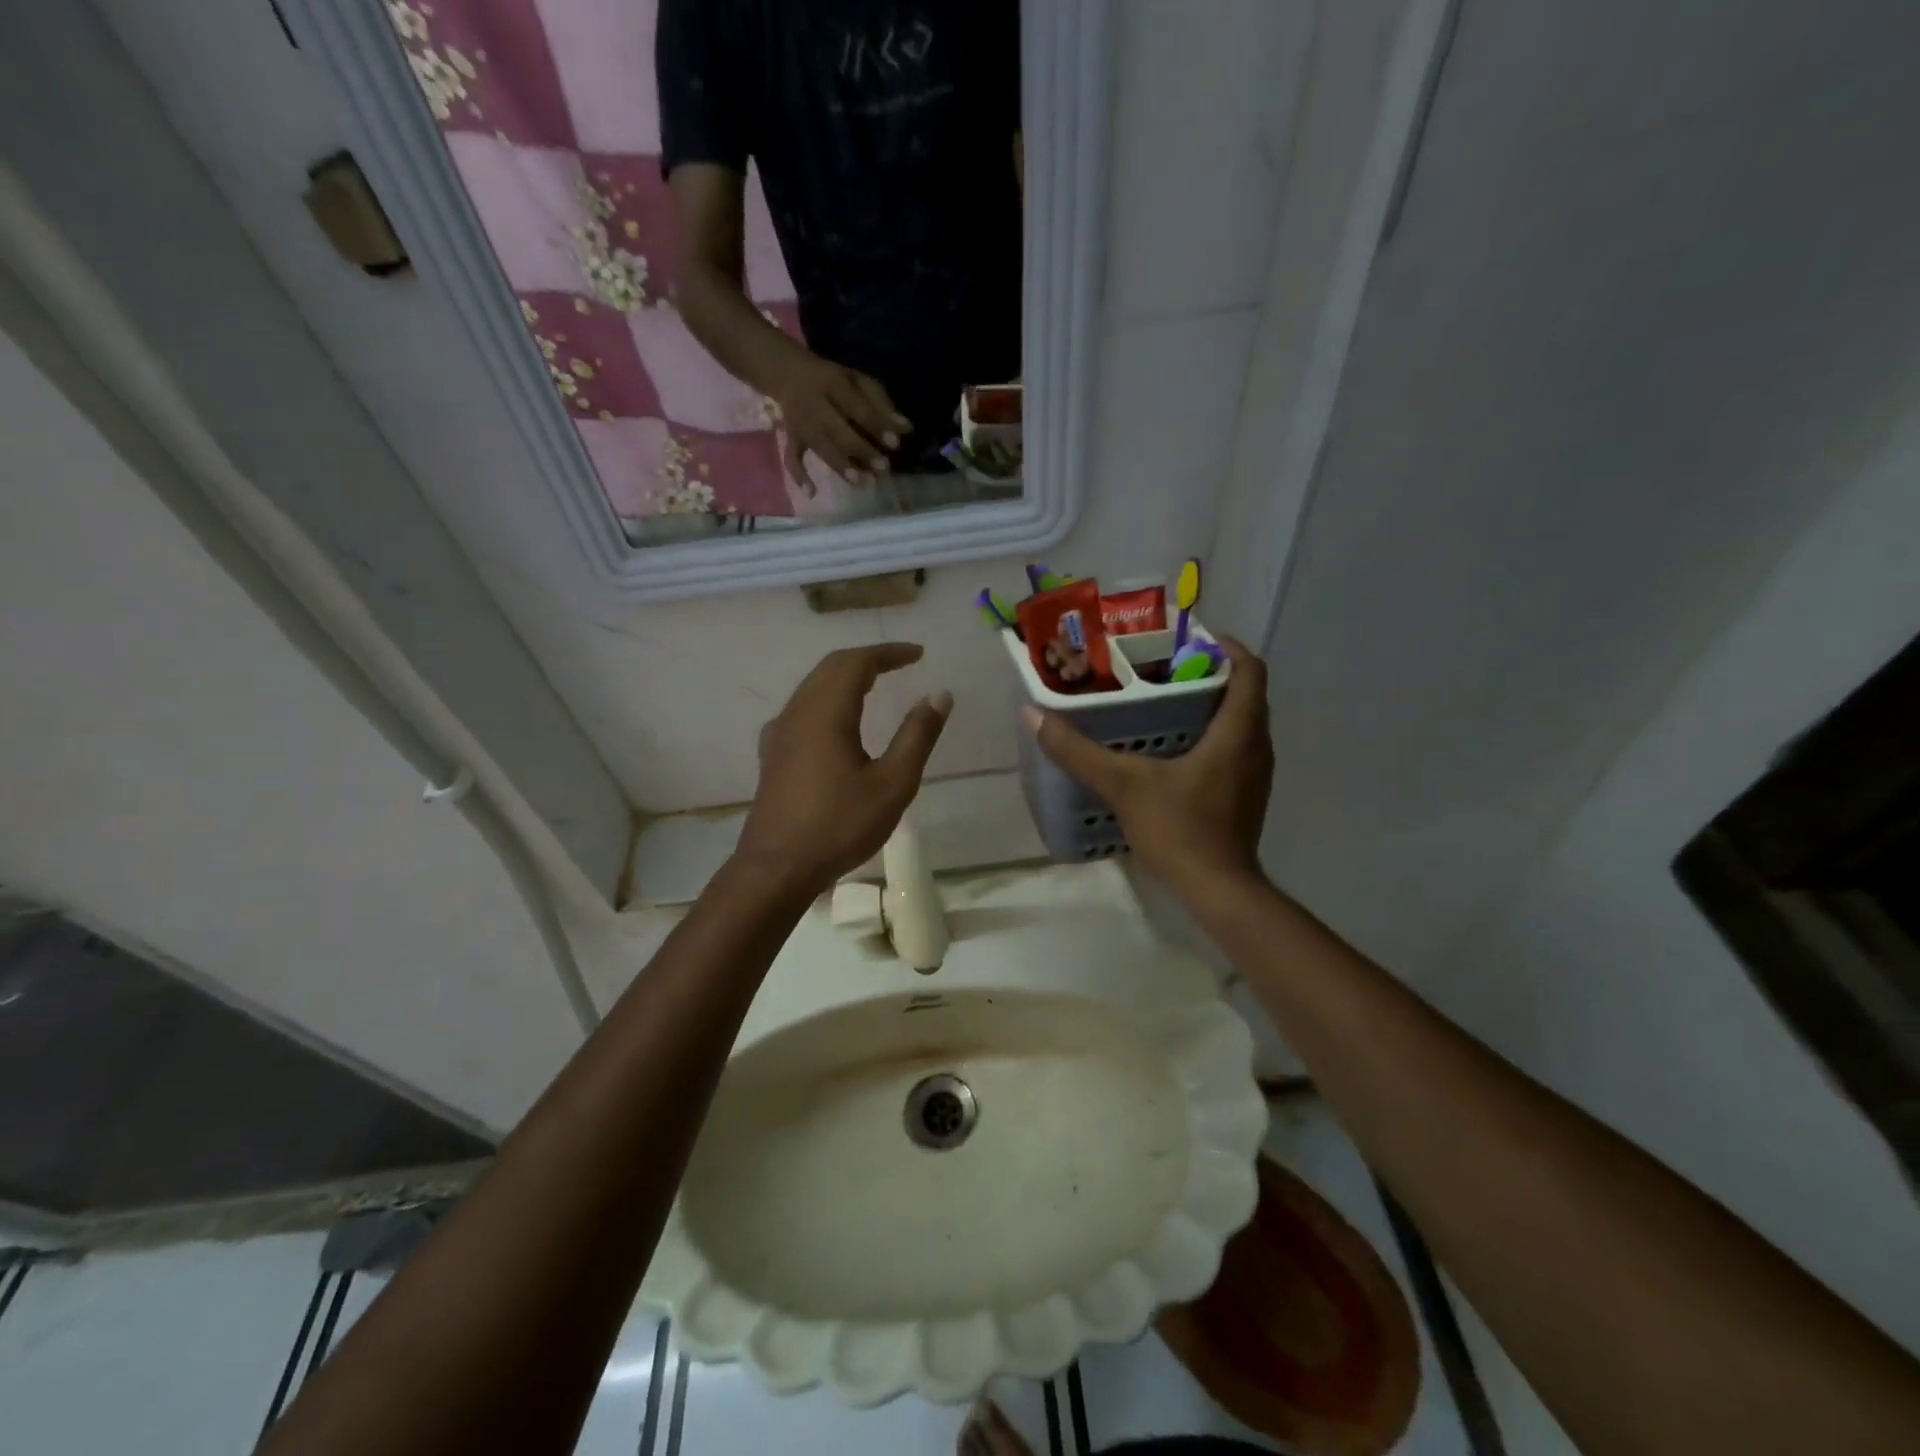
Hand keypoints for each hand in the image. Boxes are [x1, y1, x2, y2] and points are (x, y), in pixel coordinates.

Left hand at [736, 644, 951, 896]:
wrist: (776, 868)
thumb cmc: (839, 825)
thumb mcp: (892, 783)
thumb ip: (917, 735)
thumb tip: (940, 695)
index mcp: (826, 712)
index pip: (857, 662)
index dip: (889, 653)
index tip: (919, 654)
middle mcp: (797, 712)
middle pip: (831, 667)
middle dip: (868, 659)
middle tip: (902, 663)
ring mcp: (779, 733)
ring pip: (813, 686)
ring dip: (846, 676)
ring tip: (877, 683)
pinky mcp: (773, 754)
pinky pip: (803, 708)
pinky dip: (829, 698)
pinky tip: (840, 721)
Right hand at [770, 352, 911, 484]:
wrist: (786, 373)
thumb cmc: (832, 380)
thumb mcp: (857, 380)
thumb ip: (881, 403)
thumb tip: (906, 428)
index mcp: (833, 384)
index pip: (856, 407)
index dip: (876, 425)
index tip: (895, 444)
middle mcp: (814, 405)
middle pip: (838, 430)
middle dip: (860, 449)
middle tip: (883, 467)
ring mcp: (801, 424)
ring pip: (820, 446)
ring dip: (839, 465)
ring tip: (860, 482)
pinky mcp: (791, 437)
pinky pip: (791, 456)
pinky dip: (799, 475)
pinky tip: (812, 493)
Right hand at [1024, 637, 1272, 893]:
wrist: (1218, 891)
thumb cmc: (1180, 830)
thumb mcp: (1124, 785)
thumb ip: (1078, 750)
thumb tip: (1035, 714)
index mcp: (1238, 732)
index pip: (1249, 669)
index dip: (1223, 646)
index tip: (1187, 639)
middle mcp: (1256, 746)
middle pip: (1243, 693)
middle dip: (1207, 674)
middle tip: (1161, 668)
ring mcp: (1254, 775)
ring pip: (1239, 723)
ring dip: (1209, 706)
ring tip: (1162, 702)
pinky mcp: (1245, 796)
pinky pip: (1233, 748)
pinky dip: (1209, 736)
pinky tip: (1170, 750)